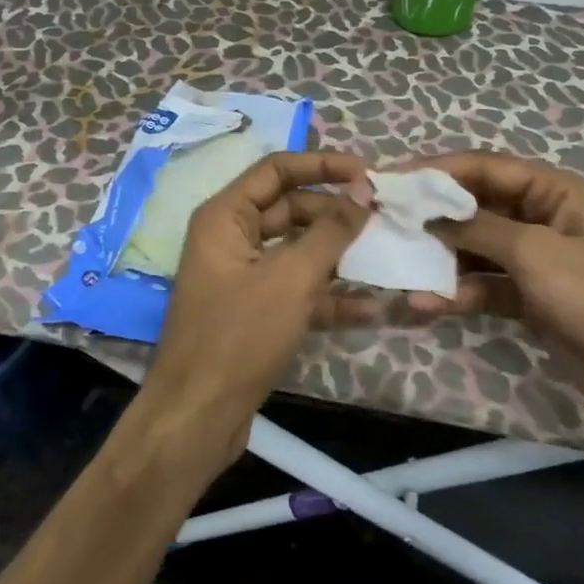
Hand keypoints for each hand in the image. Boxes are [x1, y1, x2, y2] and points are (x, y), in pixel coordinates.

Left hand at [138, 151, 374, 470]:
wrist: (197, 418)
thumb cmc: (239, 336)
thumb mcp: (291, 278)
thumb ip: (331, 231)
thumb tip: (364, 191)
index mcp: (225, 217)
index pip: (277, 170)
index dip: (323, 166)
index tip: (368, 174)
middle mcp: (230, 239)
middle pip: (290, 209)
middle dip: (335, 214)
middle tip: (383, 218)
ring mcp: (242, 277)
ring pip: (297, 251)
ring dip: (338, 255)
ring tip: (386, 256)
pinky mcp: (254, 313)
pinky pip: (296, 290)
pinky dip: (328, 296)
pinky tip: (370, 307)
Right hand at [410, 151, 583, 438]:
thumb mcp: (537, 254)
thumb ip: (478, 228)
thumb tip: (429, 210)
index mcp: (555, 192)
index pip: (486, 168)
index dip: (438, 170)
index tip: (393, 178)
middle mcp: (542, 218)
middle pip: (477, 206)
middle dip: (434, 215)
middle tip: (386, 221)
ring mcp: (536, 261)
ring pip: (476, 248)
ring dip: (442, 258)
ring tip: (400, 266)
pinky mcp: (530, 300)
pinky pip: (485, 286)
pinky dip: (459, 292)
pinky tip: (429, 303)